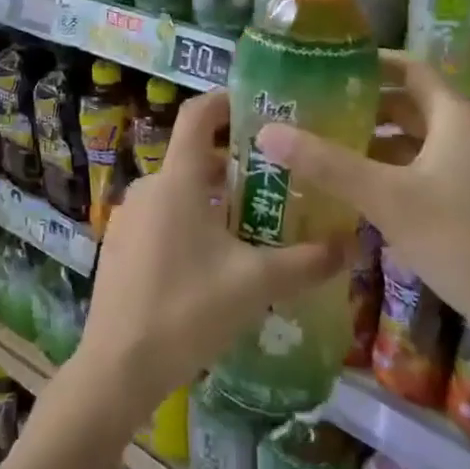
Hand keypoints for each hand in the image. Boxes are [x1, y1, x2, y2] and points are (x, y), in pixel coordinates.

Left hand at [76, 91, 349, 424]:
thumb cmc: (187, 310)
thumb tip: (352, 246)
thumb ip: (306, 262)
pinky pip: (162, 216)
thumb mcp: (254, 284)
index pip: (197, 115)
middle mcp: (149, 187)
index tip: (258, 106)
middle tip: (277, 178)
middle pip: (194, 156)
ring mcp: (129, 217)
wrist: (117, 366)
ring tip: (255, 221)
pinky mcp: (120, 245)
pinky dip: (192, 219)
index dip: (226, 101)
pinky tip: (216, 258)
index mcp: (178, 180)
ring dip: (215, 195)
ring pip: (180, 190)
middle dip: (234, 162)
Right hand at [252, 52, 469, 366]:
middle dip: (364, 106)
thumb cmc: (461, 240)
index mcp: (455, 117)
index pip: (409, 68)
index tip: (324, 66)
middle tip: (314, 110)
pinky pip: (426, 168)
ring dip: (376, 141)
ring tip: (326, 148)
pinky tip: (360, 190)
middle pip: (410, 104)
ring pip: (417, 140)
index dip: (369, 62)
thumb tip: (267, 131)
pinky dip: (393, 170)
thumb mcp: (386, 199)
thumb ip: (327, 164)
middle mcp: (469, 133)